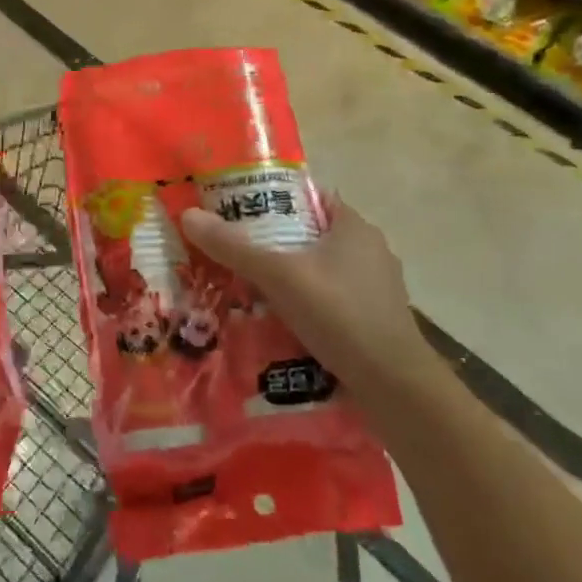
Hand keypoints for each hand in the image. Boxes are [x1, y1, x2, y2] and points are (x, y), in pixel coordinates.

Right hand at [180, 195, 433, 388]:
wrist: (393, 384)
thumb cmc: (338, 313)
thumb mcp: (278, 276)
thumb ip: (234, 247)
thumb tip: (188, 215)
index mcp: (354, 226)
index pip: (311, 197)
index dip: (275, 199)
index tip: (240, 210)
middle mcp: (371, 249)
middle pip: (313, 234)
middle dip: (277, 242)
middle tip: (237, 252)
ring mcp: (378, 286)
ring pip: (323, 269)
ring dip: (292, 276)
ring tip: (252, 288)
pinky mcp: (377, 318)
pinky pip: (333, 299)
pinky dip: (309, 303)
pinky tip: (283, 320)